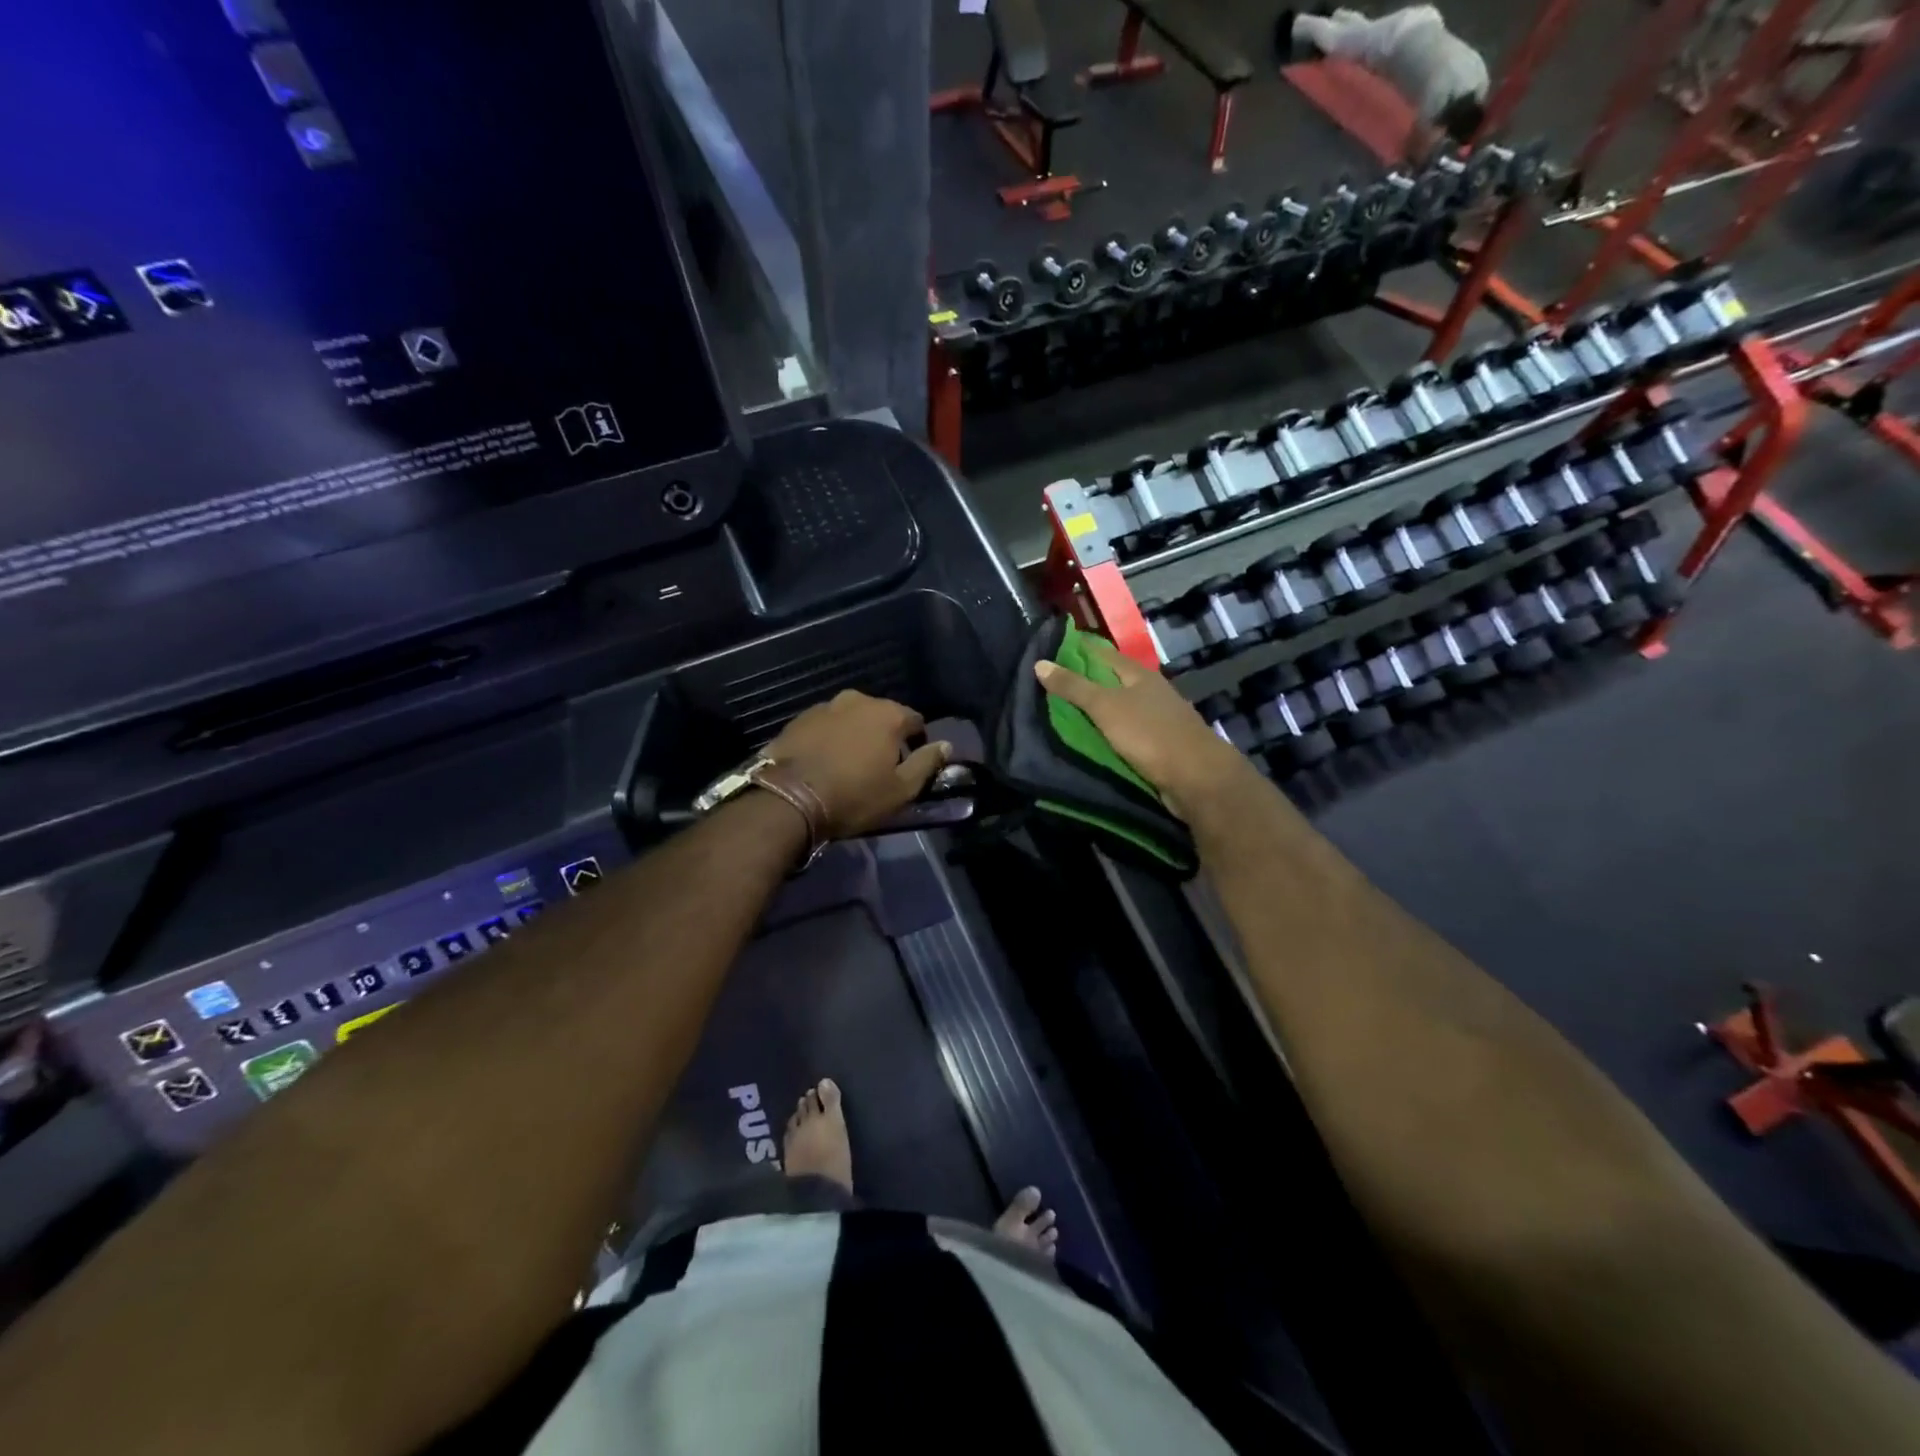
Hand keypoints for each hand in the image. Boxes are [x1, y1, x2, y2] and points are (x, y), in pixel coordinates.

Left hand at [766, 690, 949, 836]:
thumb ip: (927, 763)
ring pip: (851, 719)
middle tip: (878, 768)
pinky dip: (829, 739)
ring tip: (848, 765)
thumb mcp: (901, 790)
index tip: (908, 766)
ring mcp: (825, 706)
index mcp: (889, 714)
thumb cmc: (854, 796)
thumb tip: (946, 744)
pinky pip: (825, 726)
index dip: (917, 743)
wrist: (788, 798)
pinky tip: (823, 762)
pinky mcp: (798, 719)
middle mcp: (858, 700)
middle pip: (882, 717)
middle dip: (884, 737)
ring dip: (855, 736)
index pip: (916, 721)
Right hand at [1034, 638, 1253, 820]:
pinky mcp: (1159, 744)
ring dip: (1097, 709)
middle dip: (1084, 680)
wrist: (1195, 776)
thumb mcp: (1105, 707)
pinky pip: (1126, 732)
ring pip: (1120, 707)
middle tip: (1049, 684)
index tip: (1050, 649)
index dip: (1078, 648)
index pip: (1103, 653)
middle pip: (1111, 679)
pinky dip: (1108, 732)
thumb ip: (1073, 687)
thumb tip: (1040, 663)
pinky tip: (1092, 738)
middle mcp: (1150, 691)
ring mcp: (1157, 718)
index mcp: (1138, 675)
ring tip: (1063, 712)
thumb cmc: (1149, 733)